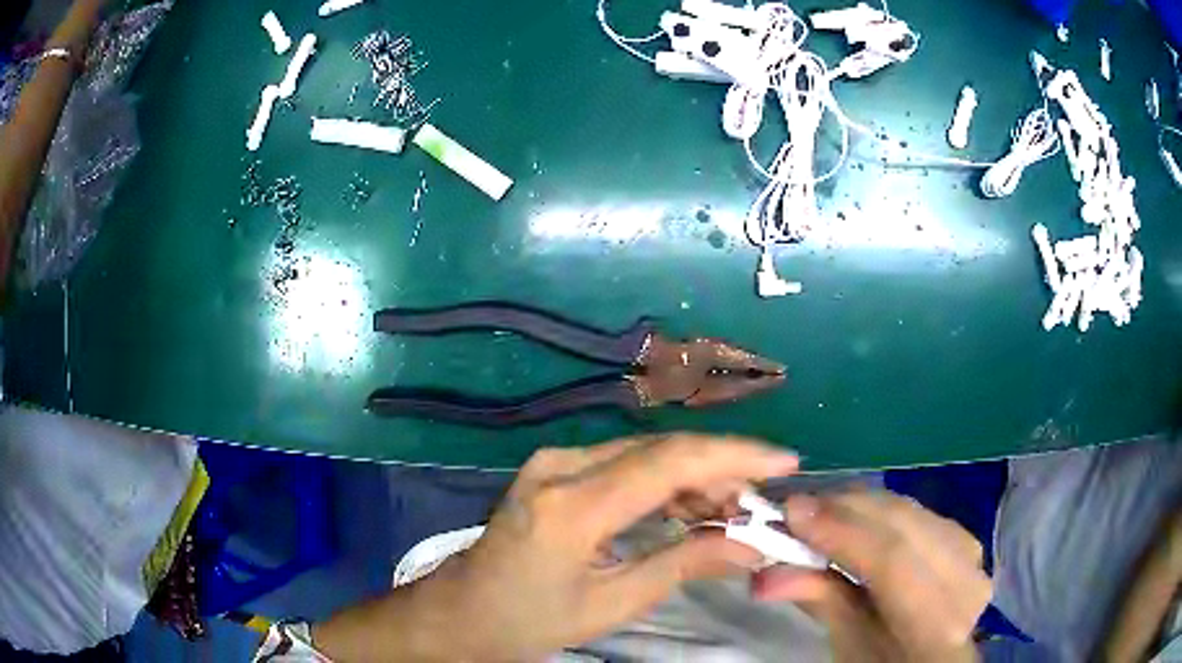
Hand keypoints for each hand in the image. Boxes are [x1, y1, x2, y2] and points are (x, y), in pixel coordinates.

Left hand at [318, 434, 798, 661]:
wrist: (461, 612)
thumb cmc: (529, 621)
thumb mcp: (612, 604)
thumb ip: (683, 565)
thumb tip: (750, 545)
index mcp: (572, 507)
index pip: (669, 461)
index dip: (735, 456)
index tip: (785, 463)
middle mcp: (560, 467)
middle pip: (660, 449)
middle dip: (722, 468)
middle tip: (760, 502)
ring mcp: (552, 462)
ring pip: (645, 452)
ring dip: (695, 475)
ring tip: (732, 509)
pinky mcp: (553, 469)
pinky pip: (623, 463)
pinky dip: (664, 480)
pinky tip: (688, 505)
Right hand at [754, 491, 990, 662]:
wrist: (931, 659)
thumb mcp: (850, 645)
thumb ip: (820, 601)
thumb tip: (765, 574)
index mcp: (937, 624)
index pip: (893, 562)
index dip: (843, 532)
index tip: (791, 511)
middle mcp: (965, 580)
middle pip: (904, 525)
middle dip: (845, 508)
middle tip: (795, 506)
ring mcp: (973, 555)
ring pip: (911, 510)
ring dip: (860, 505)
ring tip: (819, 511)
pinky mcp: (967, 538)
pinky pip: (919, 512)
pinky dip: (882, 510)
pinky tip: (856, 516)